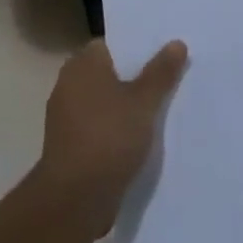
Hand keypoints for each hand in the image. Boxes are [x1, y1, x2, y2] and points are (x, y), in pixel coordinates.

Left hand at [37, 39, 188, 236]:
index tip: (162, 53)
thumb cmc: (108, 137)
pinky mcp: (70, 145)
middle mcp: (69, 85)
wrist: (74, 199)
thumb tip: (176, 43)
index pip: (110, 44)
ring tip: (161, 109)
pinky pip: (100, 126)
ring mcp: (67, 117)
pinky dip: (117, 128)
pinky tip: (141, 138)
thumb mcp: (143, 102)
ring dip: (127, 105)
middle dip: (136, 76)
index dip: (136, 47)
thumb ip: (161, 72)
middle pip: (109, 72)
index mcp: (83, 65)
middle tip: (169, 78)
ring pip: (105, 101)